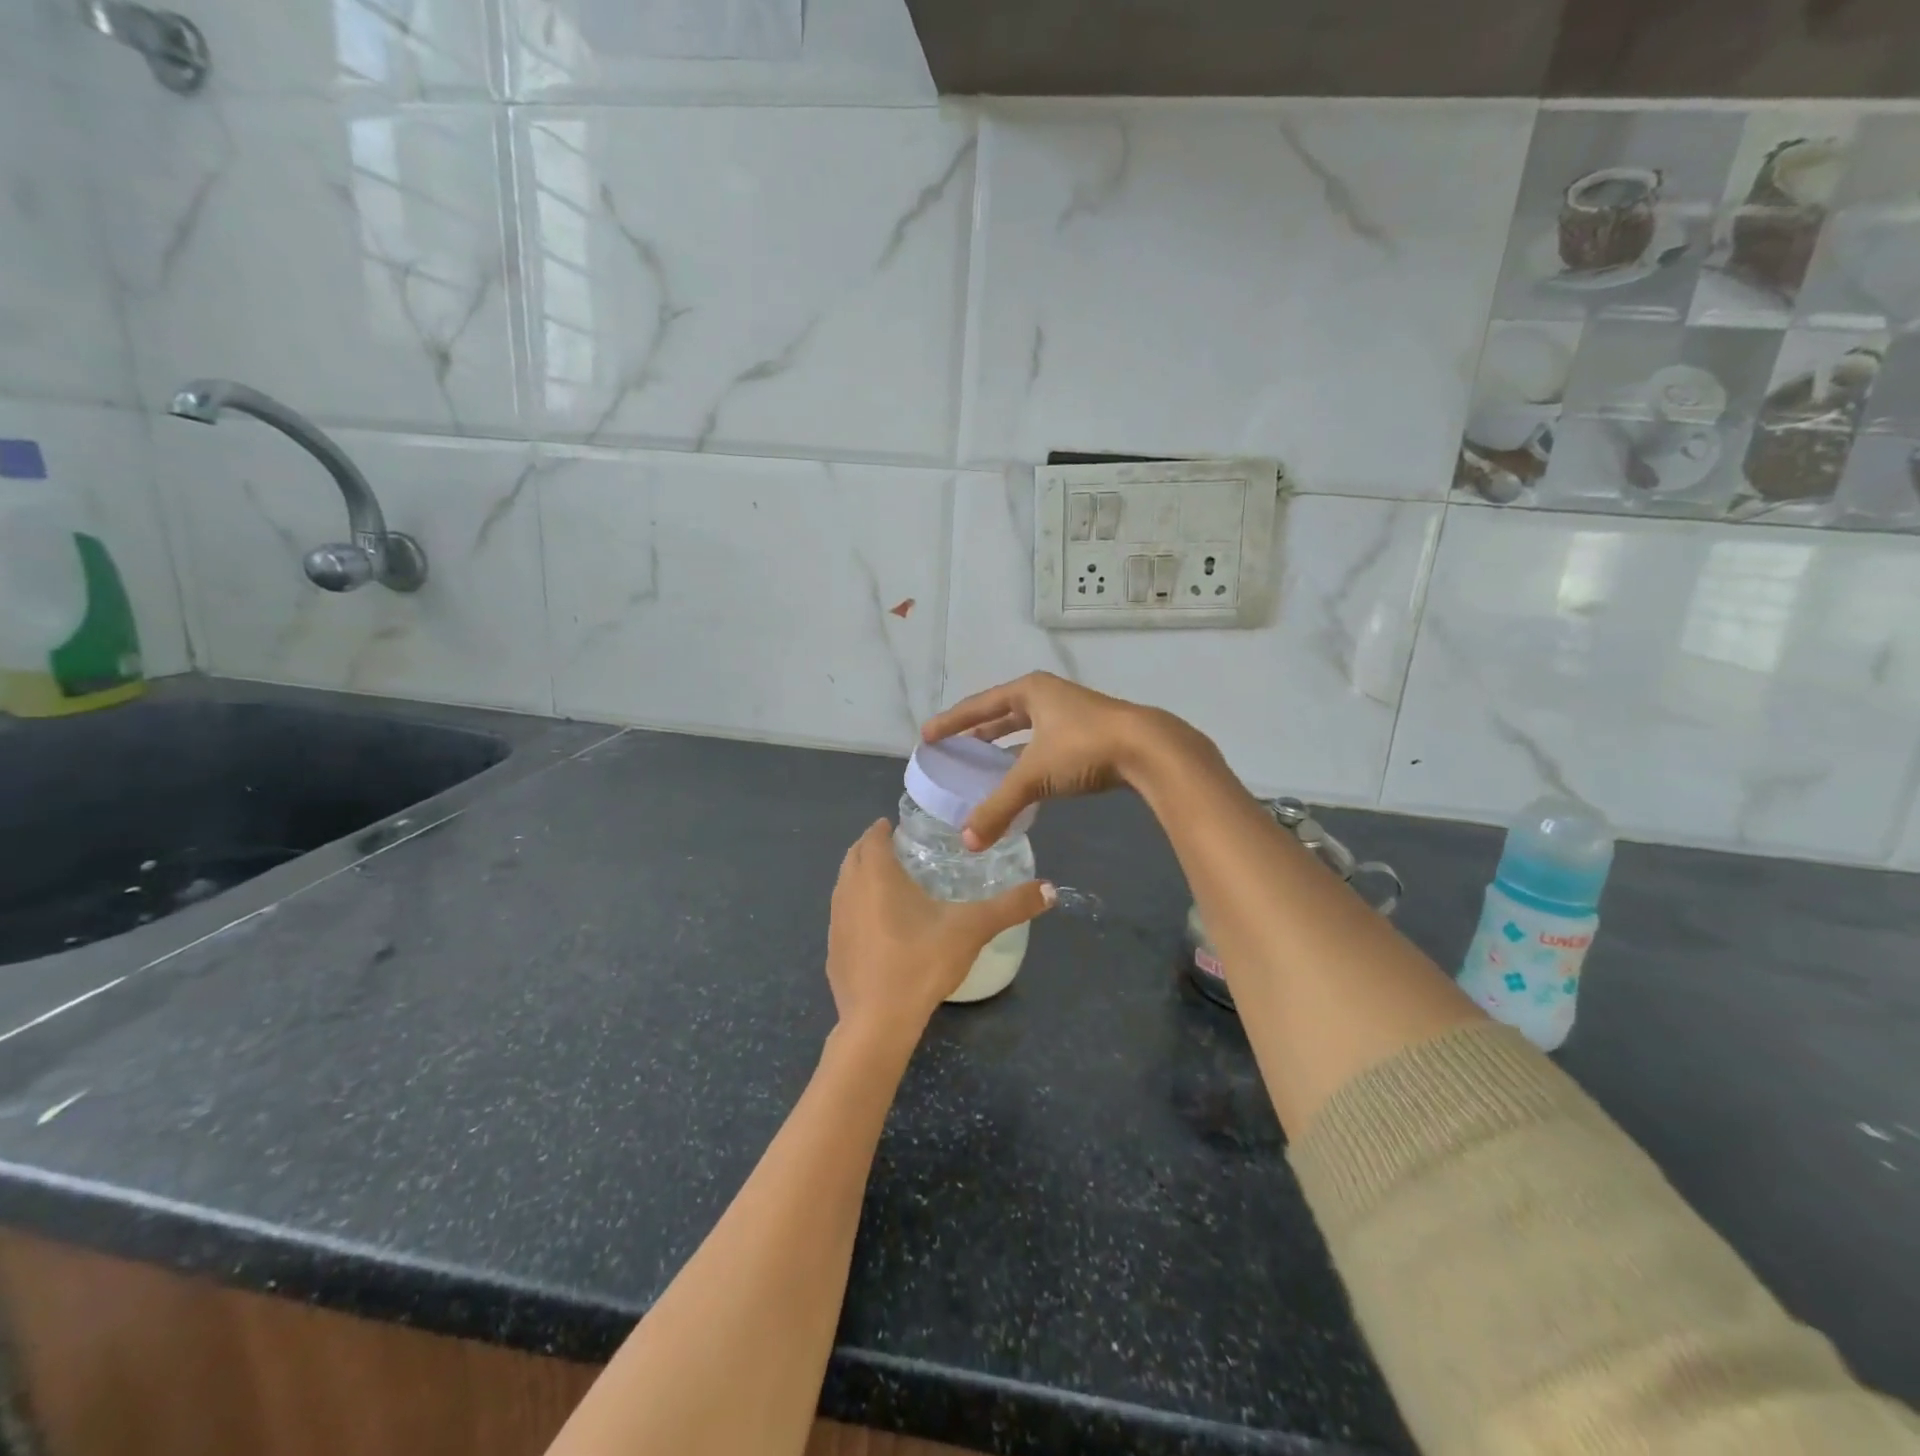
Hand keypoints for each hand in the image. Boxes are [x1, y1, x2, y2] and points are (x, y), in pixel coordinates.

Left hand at [827, 821, 1054, 1048]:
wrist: (878, 1022)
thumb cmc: (922, 962)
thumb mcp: (972, 929)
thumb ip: (1011, 906)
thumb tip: (1050, 890)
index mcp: (877, 875)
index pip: (872, 837)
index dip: (884, 829)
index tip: (899, 828)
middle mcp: (848, 891)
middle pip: (854, 857)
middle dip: (871, 848)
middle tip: (898, 850)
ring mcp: (835, 923)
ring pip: (844, 886)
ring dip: (860, 877)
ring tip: (888, 885)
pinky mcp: (833, 952)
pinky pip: (843, 917)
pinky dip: (856, 910)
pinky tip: (878, 929)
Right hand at [921, 673, 1211, 850]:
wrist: (1149, 749)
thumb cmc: (1084, 748)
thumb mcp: (1034, 776)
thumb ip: (999, 807)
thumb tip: (967, 842)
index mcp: (1030, 691)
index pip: (979, 705)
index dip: (952, 722)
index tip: (928, 735)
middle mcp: (1049, 696)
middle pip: (1003, 712)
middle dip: (978, 730)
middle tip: (954, 748)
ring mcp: (1072, 713)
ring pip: (1028, 729)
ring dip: (1005, 745)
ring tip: (983, 763)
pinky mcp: (1090, 734)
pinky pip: (1046, 743)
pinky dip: (1029, 758)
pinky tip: (1024, 778)